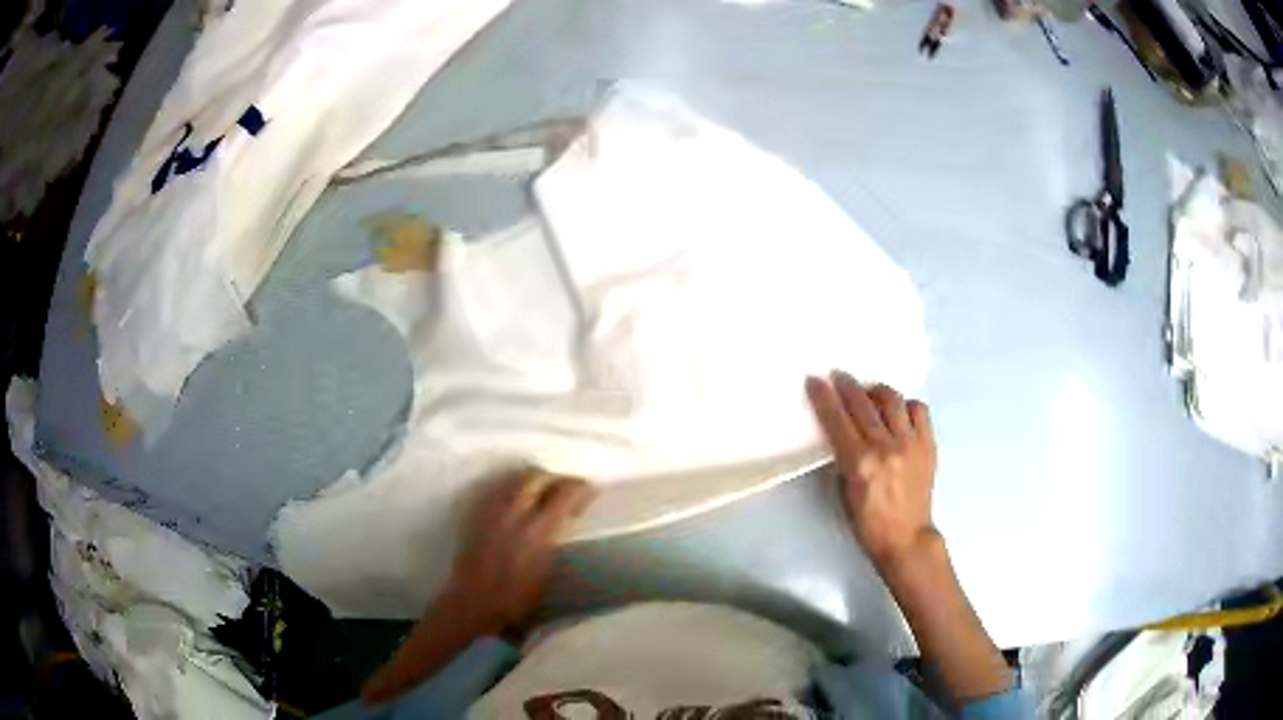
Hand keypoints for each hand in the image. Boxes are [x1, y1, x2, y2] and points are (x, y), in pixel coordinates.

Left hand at [445, 468, 596, 632]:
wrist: (473, 604)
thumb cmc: (516, 598)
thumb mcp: (546, 570)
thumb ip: (556, 537)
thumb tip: (570, 515)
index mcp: (536, 531)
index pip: (563, 494)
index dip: (580, 488)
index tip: (590, 489)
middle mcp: (512, 513)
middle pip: (536, 476)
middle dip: (554, 477)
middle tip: (566, 487)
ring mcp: (490, 511)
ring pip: (513, 478)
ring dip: (532, 478)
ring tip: (543, 490)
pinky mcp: (474, 514)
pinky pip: (496, 487)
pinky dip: (511, 486)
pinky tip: (516, 499)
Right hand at [805, 372, 938, 571]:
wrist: (906, 537)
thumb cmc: (868, 522)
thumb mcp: (845, 491)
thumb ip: (843, 458)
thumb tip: (841, 431)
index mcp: (859, 463)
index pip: (836, 420)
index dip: (823, 397)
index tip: (814, 380)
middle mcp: (885, 447)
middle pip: (862, 404)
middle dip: (847, 385)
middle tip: (839, 376)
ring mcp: (910, 443)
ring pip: (892, 400)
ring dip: (876, 391)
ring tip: (869, 392)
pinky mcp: (928, 444)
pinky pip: (919, 410)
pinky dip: (906, 405)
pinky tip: (899, 412)